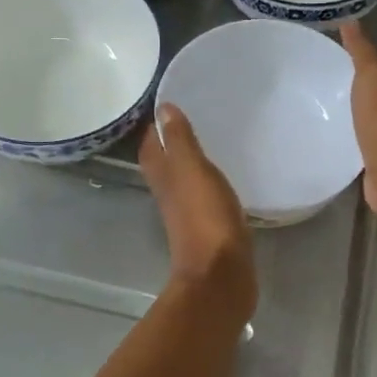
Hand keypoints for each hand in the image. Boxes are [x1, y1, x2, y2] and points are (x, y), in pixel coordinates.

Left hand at [140, 104, 256, 318]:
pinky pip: (204, 196)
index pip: (150, 144)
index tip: (171, 102)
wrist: (221, 273)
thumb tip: (163, 108)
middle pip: (164, 161)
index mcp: (162, 176)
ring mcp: (188, 211)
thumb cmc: (205, 216)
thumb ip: (179, 140)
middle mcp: (169, 192)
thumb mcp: (192, 169)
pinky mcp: (210, 226)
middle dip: (173, 141)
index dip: (156, 125)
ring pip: (184, 179)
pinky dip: (209, 182)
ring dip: (191, 162)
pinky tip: (225, 176)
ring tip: (212, 141)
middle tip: (194, 117)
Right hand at [339, 22, 376, 221]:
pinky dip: (351, 150)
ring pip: (370, 128)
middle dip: (358, 99)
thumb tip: (351, 21)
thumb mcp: (372, 73)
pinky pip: (362, 154)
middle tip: (325, 94)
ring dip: (354, 125)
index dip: (365, 70)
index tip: (338, 68)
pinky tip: (332, 149)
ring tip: (323, 120)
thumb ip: (362, 50)